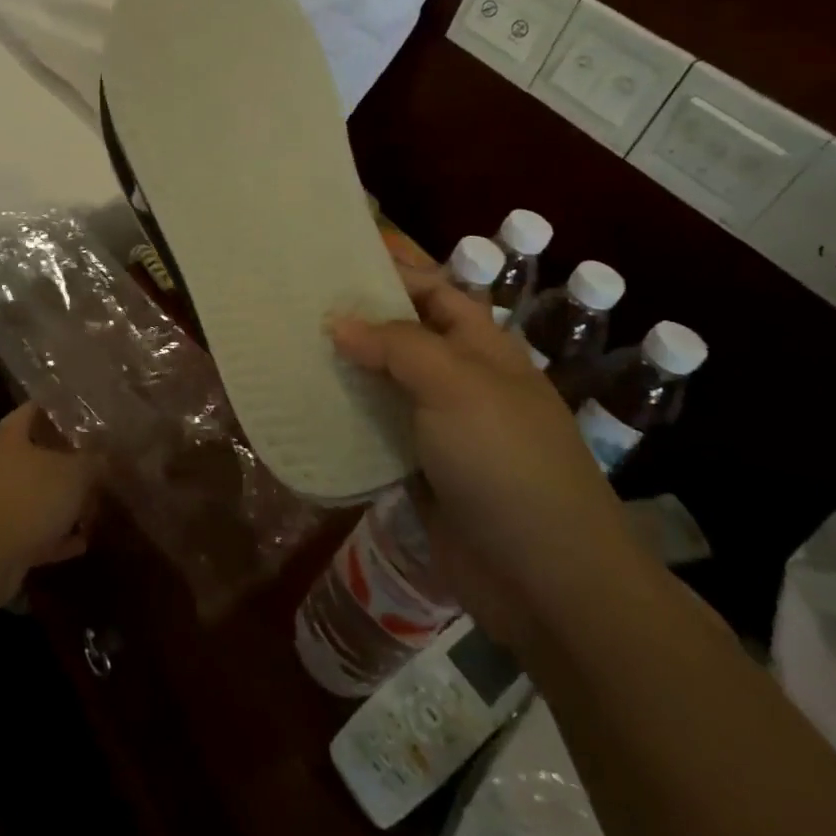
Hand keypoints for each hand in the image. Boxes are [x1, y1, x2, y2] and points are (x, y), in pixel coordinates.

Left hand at [0, 404, 102, 606]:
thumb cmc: (29, 498)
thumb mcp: (74, 474)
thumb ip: (93, 462)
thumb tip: (105, 458)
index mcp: (12, 436)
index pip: (35, 409)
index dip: (60, 408)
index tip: (86, 413)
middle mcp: (0, 464)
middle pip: (38, 455)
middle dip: (69, 462)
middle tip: (99, 465)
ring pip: (37, 495)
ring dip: (63, 503)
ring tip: (95, 507)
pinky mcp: (0, 538)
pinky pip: (34, 531)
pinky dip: (56, 536)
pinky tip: (81, 543)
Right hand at [329, 262, 642, 645]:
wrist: (546, 580)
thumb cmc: (507, 463)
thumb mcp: (456, 385)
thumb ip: (396, 345)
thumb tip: (338, 322)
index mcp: (482, 347)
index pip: (433, 290)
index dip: (392, 269)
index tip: (334, 256)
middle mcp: (460, 380)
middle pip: (403, 334)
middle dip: (358, 317)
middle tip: (296, 301)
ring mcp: (440, 427)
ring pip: (384, 382)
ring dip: (345, 367)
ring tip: (288, 345)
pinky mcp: (419, 470)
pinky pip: (375, 430)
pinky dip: (345, 417)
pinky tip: (304, 406)